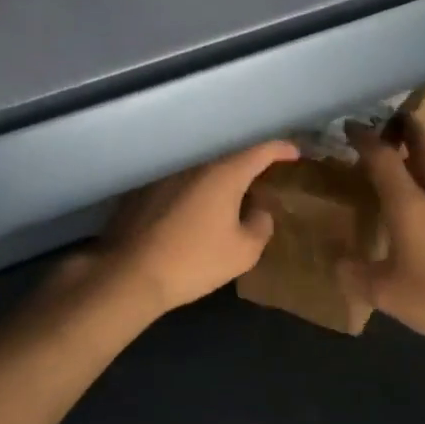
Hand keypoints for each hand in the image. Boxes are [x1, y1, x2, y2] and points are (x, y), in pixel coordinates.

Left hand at [93, 140, 299, 316]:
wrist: (130, 274)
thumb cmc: (194, 261)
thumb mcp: (243, 252)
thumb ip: (260, 226)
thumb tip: (259, 211)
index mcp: (223, 174)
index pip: (260, 151)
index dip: (280, 149)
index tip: (294, 153)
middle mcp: (194, 164)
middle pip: (229, 157)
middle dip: (249, 166)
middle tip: (263, 179)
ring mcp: (165, 175)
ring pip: (202, 170)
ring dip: (219, 180)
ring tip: (230, 198)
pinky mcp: (143, 190)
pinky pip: (180, 183)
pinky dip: (194, 191)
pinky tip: (195, 212)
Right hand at [339, 118, 424, 364]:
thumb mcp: (386, 294)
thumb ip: (356, 275)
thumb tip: (339, 262)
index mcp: (410, 205)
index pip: (383, 159)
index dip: (365, 140)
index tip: (350, 125)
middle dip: (408, 129)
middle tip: (394, 116)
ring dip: (420, 163)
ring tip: (399, 171)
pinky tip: (421, 219)